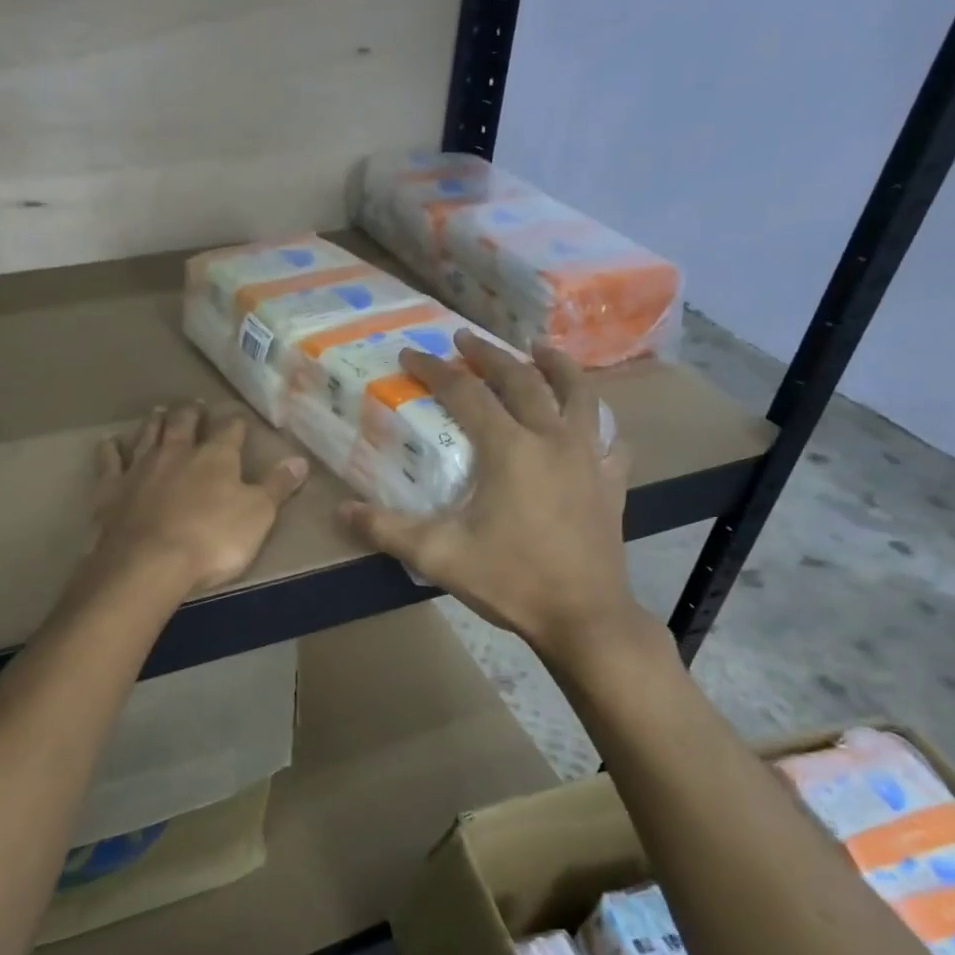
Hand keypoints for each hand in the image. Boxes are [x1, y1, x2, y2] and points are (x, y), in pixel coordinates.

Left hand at [88, 404, 308, 595]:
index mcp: (215, 457)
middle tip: (193, 405)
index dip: (235, 423)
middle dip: (191, 413)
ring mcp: (140, 467)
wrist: (150, 562)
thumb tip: (301, 460)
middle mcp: (176, 452)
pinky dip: (110, 449)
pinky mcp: (111, 488)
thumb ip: (278, 486)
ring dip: (155, 422)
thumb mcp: (259, 515)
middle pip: (183, 423)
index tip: (239, 419)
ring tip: (159, 412)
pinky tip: (110, 442)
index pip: (229, 430)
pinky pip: (109, 461)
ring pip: (148, 434)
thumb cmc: (213, 540)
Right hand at [339, 332, 648, 661]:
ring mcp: (589, 457)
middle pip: (522, 379)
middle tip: (466, 338)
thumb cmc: (510, 581)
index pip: (466, 393)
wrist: (583, 617)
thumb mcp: (438, 556)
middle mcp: (552, 439)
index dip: (435, 370)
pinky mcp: (611, 481)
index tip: (411, 354)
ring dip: (556, 365)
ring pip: (578, 394)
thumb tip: (342, 511)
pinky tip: (590, 424)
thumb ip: (387, 529)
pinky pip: (608, 438)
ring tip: (539, 347)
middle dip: (490, 354)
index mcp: (509, 449)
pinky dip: (597, 422)